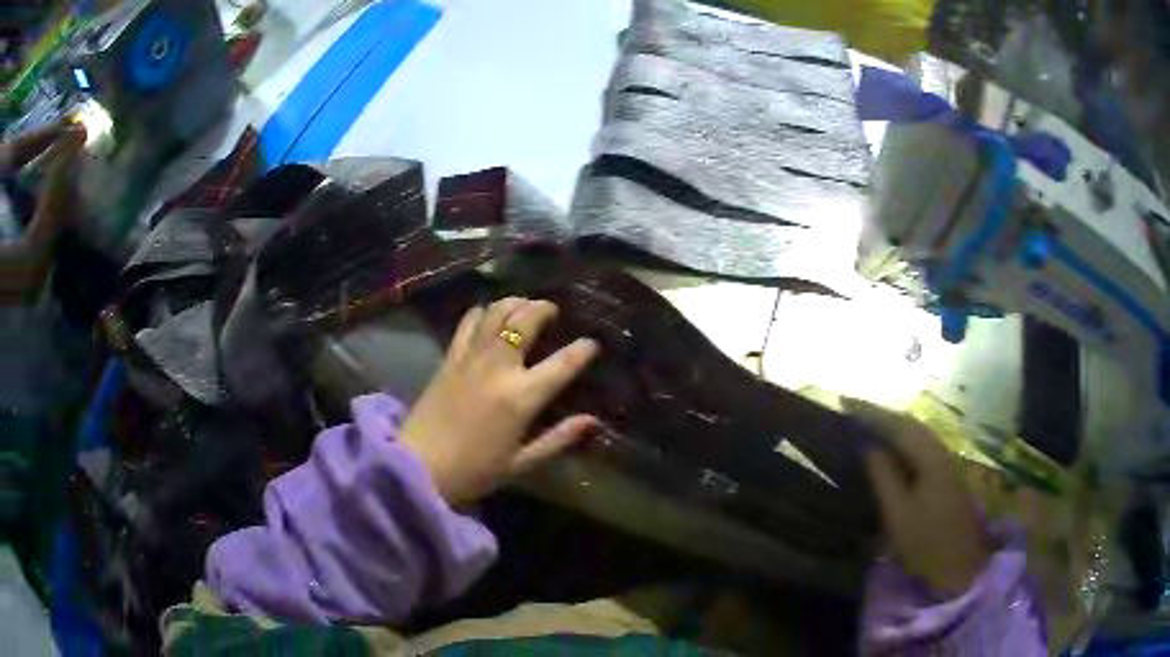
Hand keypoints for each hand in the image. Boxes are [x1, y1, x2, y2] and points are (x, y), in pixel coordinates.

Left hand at [400, 298, 600, 504]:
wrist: (418, 467)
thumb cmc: (474, 471)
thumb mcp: (522, 463)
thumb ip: (558, 439)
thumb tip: (591, 421)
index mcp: (522, 397)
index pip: (562, 364)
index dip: (583, 350)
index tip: (592, 344)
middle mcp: (498, 368)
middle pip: (525, 320)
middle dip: (544, 308)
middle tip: (553, 310)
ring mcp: (470, 358)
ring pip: (496, 312)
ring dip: (515, 302)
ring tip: (525, 306)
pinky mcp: (449, 358)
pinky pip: (467, 323)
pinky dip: (482, 312)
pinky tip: (489, 315)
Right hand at [845, 399, 990, 596]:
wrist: (959, 565)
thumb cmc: (925, 542)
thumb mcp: (897, 513)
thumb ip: (883, 476)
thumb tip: (867, 445)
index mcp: (930, 457)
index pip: (898, 425)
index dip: (872, 414)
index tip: (847, 403)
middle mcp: (942, 452)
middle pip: (911, 425)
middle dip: (884, 416)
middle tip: (855, 412)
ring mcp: (948, 463)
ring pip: (919, 435)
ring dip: (895, 427)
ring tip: (870, 426)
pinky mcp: (948, 476)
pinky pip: (923, 447)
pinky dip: (905, 441)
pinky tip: (894, 449)